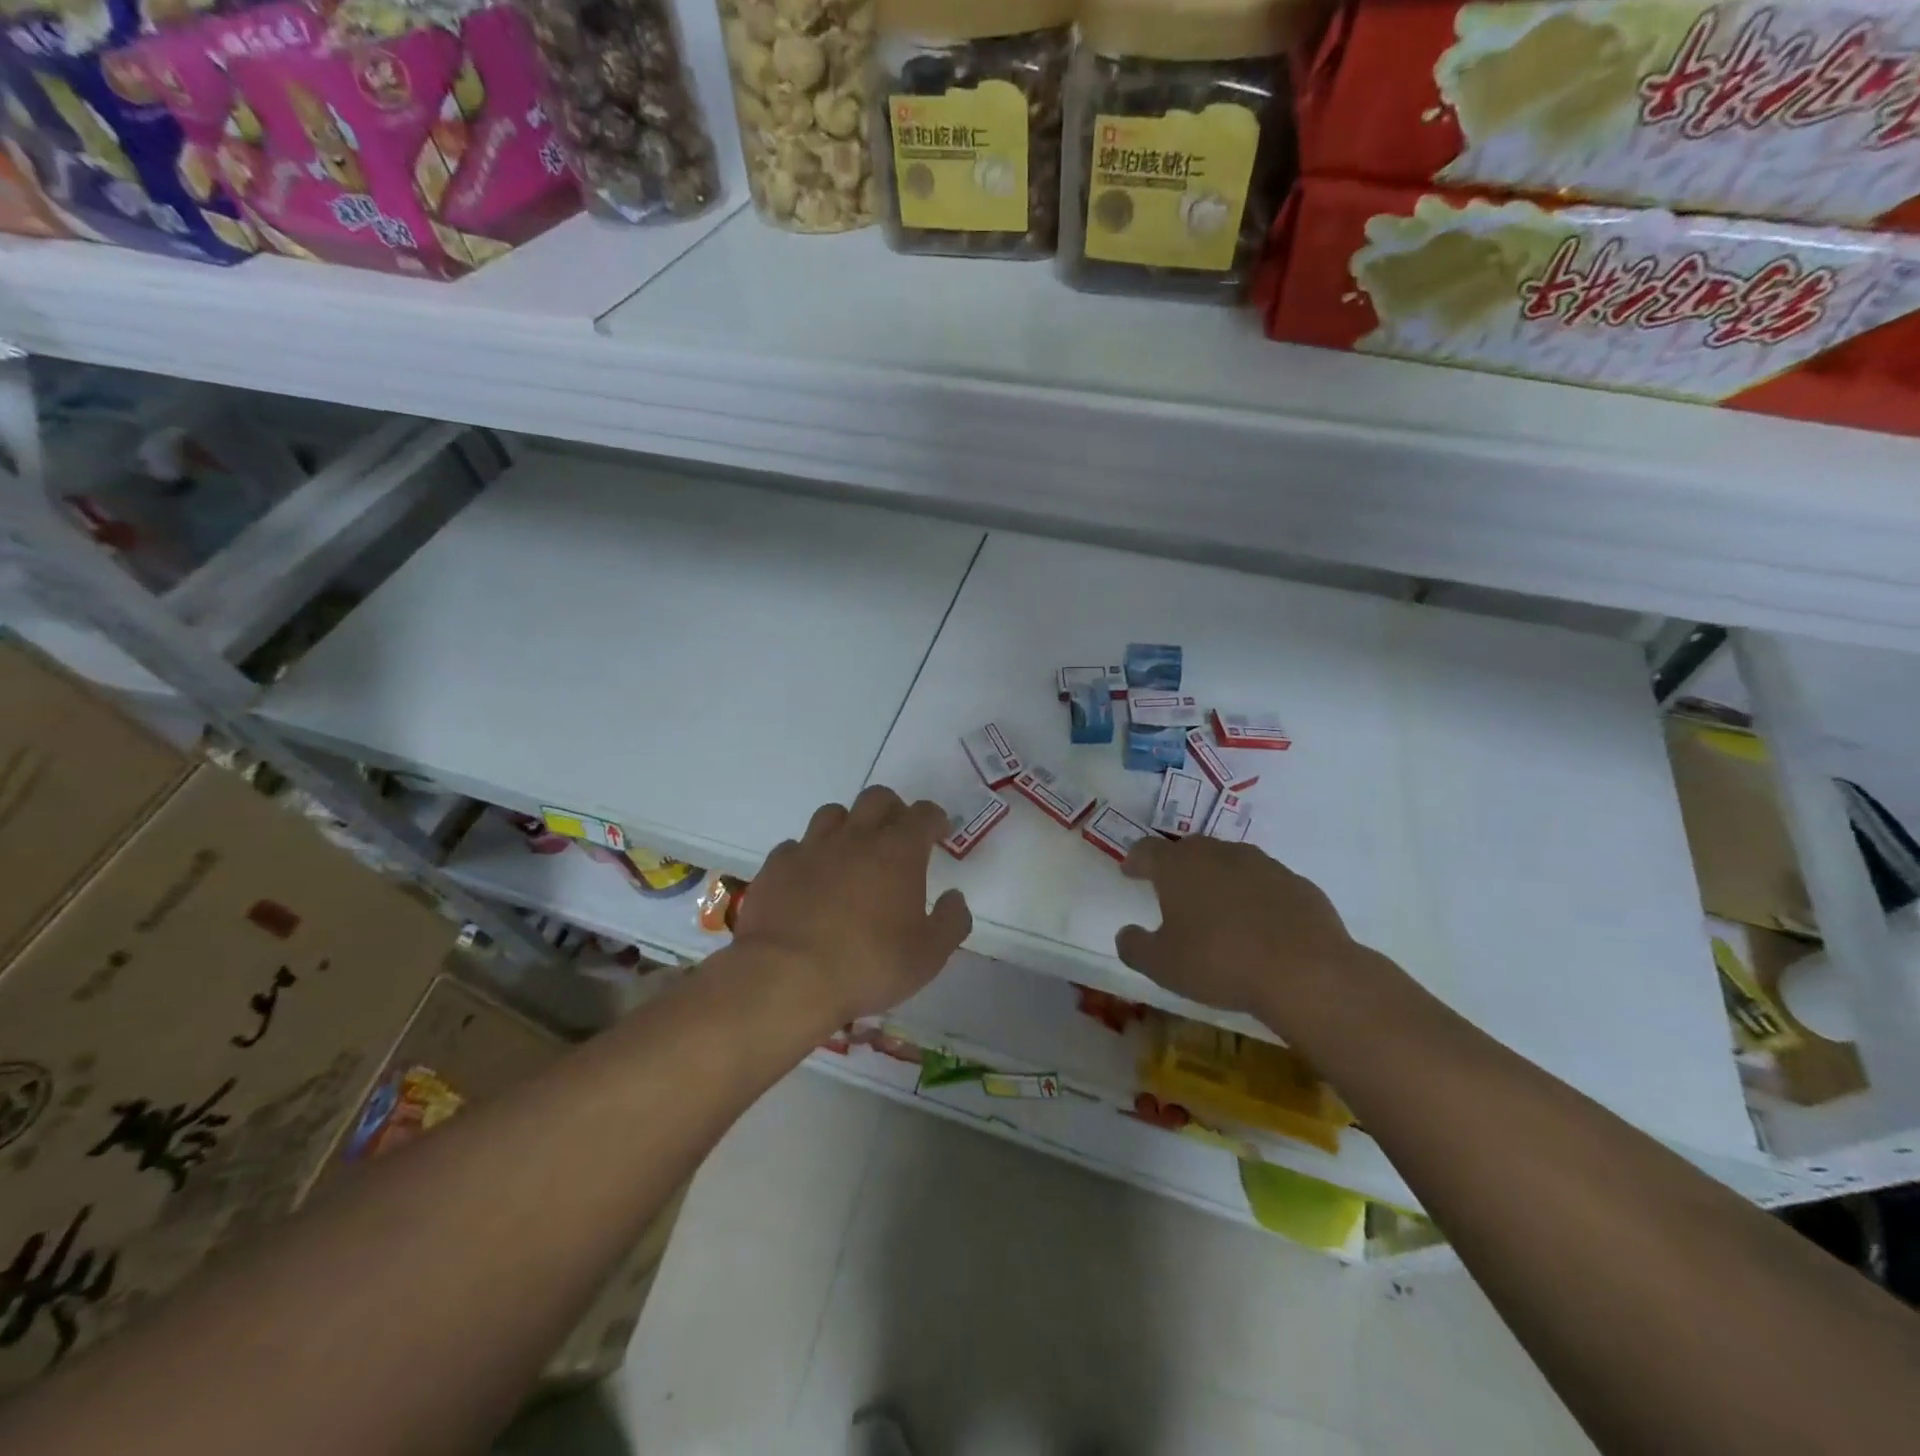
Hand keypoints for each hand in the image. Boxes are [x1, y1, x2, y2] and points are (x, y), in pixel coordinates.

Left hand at [736, 785, 971, 1026]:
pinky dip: (808, 855)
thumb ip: (951, 921)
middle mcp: (856, 837)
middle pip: (877, 798)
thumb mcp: (928, 956)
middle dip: (893, 809)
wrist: (786, 979)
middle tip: (897, 836)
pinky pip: (796, 846)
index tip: (938, 833)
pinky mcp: (776, 866)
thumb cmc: (867, 965)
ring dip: (848, 825)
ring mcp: (811, 847)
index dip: (934, 819)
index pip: (923, 814)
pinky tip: (809, 879)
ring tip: (851, 853)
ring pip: (833, 813)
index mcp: (898, 851)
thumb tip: (954, 897)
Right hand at [1115, 836, 1375, 1030]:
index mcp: (1179, 866)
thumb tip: (1126, 934)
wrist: (1305, 972)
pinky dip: (1255, 896)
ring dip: (1219, 878)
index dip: (1136, 860)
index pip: (1147, 850)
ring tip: (1217, 908)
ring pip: (1231, 862)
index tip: (1131, 872)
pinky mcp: (1297, 883)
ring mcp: (1263, 864)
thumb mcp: (1162, 965)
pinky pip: (1266, 883)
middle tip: (1173, 889)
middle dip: (1178, 865)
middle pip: (1190, 850)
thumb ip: (1135, 947)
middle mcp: (1219, 854)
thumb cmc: (1219, 962)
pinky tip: (1259, 924)